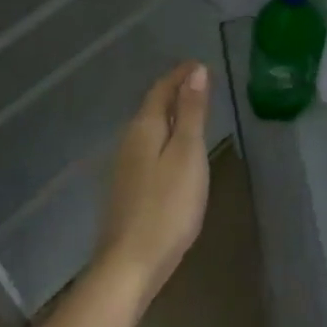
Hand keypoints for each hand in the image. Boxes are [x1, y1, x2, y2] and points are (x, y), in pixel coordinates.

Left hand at [95, 61, 211, 308]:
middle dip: (175, 91)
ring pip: (149, 128)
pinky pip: (149, 148)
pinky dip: (165, 137)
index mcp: (144, 129)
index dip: (180, 75)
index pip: (161, 90)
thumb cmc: (168, 206)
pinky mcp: (128, 188)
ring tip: (193, 110)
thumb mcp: (188, 154)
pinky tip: (176, 150)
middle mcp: (129, 142)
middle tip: (200, 82)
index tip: (200, 64)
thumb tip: (196, 72)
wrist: (131, 263)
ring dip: (170, 114)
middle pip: (152, 107)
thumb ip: (192, 113)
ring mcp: (125, 167)